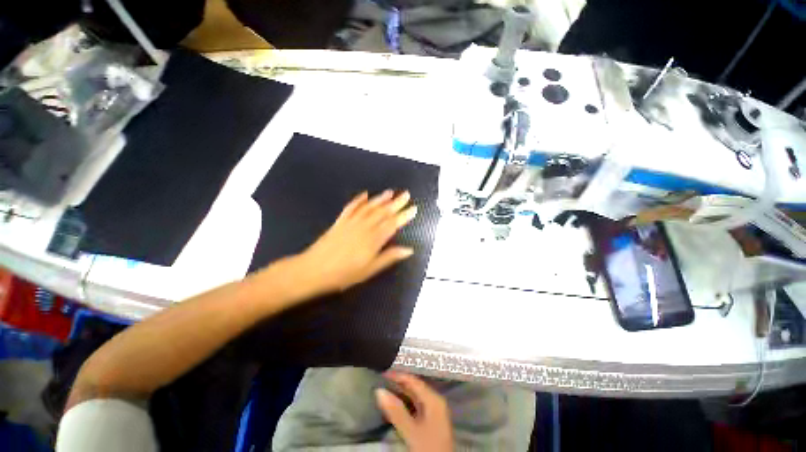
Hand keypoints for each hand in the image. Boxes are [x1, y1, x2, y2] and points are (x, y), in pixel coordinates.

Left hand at [290, 190, 417, 298]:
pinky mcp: (340, 221)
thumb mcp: (370, 270)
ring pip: (369, 207)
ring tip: (390, 192)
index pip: (393, 224)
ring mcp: (351, 222)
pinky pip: (351, 207)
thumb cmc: (344, 274)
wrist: (314, 270)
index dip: (404, 216)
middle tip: (406, 194)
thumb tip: (409, 250)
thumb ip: (389, 257)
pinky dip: (358, 200)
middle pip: (383, 212)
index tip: (413, 208)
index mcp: (374, 239)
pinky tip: (364, 194)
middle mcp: (364, 227)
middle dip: (396, 203)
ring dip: (380, 199)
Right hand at [376, 372, 453, 451]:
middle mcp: (435, 402)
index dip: (398, 375)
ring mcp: (434, 414)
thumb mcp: (411, 431)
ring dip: (399, 396)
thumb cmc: (428, 448)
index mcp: (434, 399)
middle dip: (398, 385)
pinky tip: (393, 409)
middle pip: (414, 389)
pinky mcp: (430, 425)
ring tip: (382, 393)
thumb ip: (396, 411)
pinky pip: (415, 409)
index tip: (382, 373)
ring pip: (414, 399)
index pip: (414, 381)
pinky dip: (403, 407)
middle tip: (379, 382)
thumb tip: (379, 390)